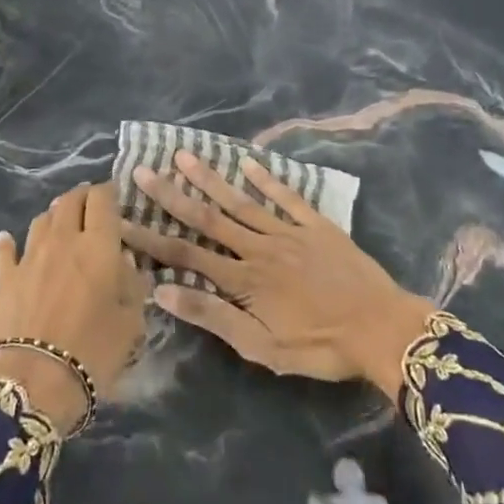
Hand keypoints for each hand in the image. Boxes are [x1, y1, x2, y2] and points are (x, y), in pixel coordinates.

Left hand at [0, 183, 151, 430]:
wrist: (34, 382)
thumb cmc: (93, 352)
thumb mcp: (131, 323)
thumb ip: (132, 286)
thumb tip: (125, 263)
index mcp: (98, 245)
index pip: (102, 199)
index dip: (109, 192)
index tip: (115, 198)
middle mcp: (62, 239)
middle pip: (69, 201)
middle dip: (82, 197)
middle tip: (91, 208)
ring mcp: (29, 256)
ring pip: (41, 220)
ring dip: (53, 217)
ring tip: (60, 225)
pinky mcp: (4, 278)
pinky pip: (5, 250)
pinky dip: (8, 243)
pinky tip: (7, 240)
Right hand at [123, 152, 433, 397]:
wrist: (382, 329)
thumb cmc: (320, 347)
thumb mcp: (262, 348)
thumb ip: (213, 317)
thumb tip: (163, 293)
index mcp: (243, 280)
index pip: (186, 256)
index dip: (151, 240)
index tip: (122, 222)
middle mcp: (258, 247)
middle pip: (208, 218)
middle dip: (172, 196)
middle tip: (144, 172)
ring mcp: (288, 231)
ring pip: (241, 201)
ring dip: (210, 178)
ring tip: (184, 155)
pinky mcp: (316, 225)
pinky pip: (287, 196)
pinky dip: (266, 178)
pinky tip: (247, 161)